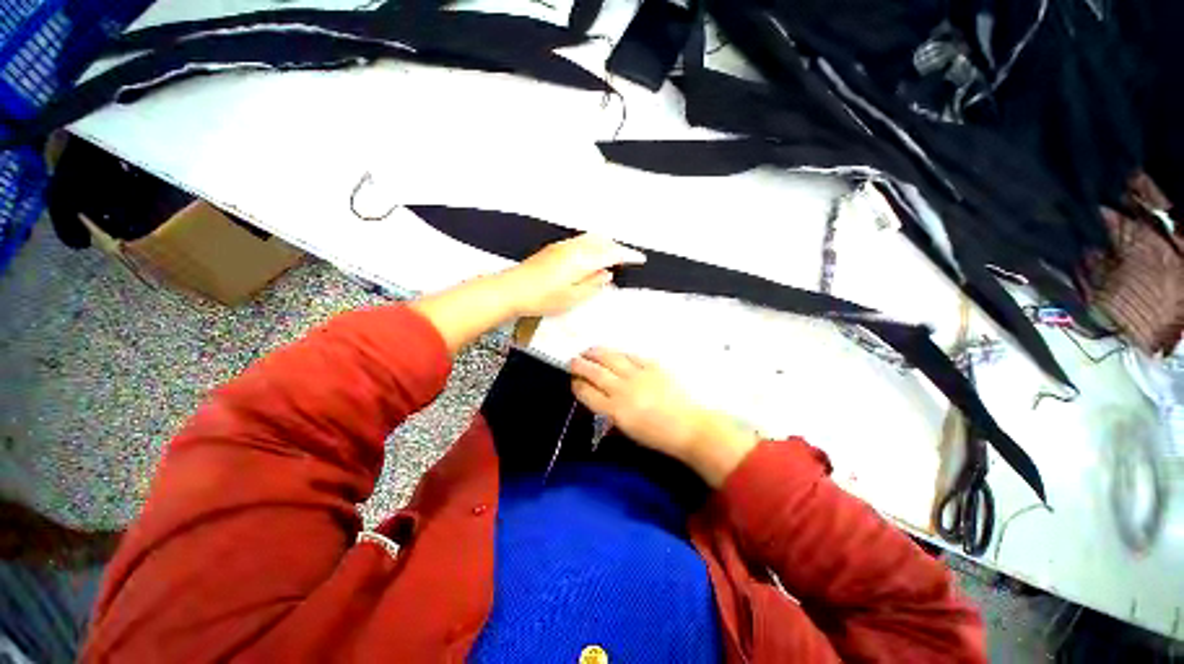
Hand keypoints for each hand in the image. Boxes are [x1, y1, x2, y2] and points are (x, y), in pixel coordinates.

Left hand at [501, 234, 645, 317]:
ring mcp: (562, 246)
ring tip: (611, 256)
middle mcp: (573, 248)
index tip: (639, 258)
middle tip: (627, 258)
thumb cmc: (541, 298)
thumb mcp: (573, 298)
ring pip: (591, 239)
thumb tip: (607, 275)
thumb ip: (593, 285)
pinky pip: (580, 241)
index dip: (628, 255)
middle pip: (602, 241)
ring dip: (605, 244)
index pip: (611, 253)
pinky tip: (590, 256)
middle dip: (617, 247)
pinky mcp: (553, 249)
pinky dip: (592, 245)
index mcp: (581, 260)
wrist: (511, 290)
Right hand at [570, 348, 758, 486]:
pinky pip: (630, 355)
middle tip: (573, 361)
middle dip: (580, 365)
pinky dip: (619, 353)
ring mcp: (638, 375)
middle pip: (594, 373)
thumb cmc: (657, 436)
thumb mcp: (627, 431)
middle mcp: (622, 390)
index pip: (587, 393)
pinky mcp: (652, 366)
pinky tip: (614, 353)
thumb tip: (598, 400)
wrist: (689, 427)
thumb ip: (609, 414)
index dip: (577, 384)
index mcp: (614, 411)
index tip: (574, 380)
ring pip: (610, 358)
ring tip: (588, 351)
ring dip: (595, 353)